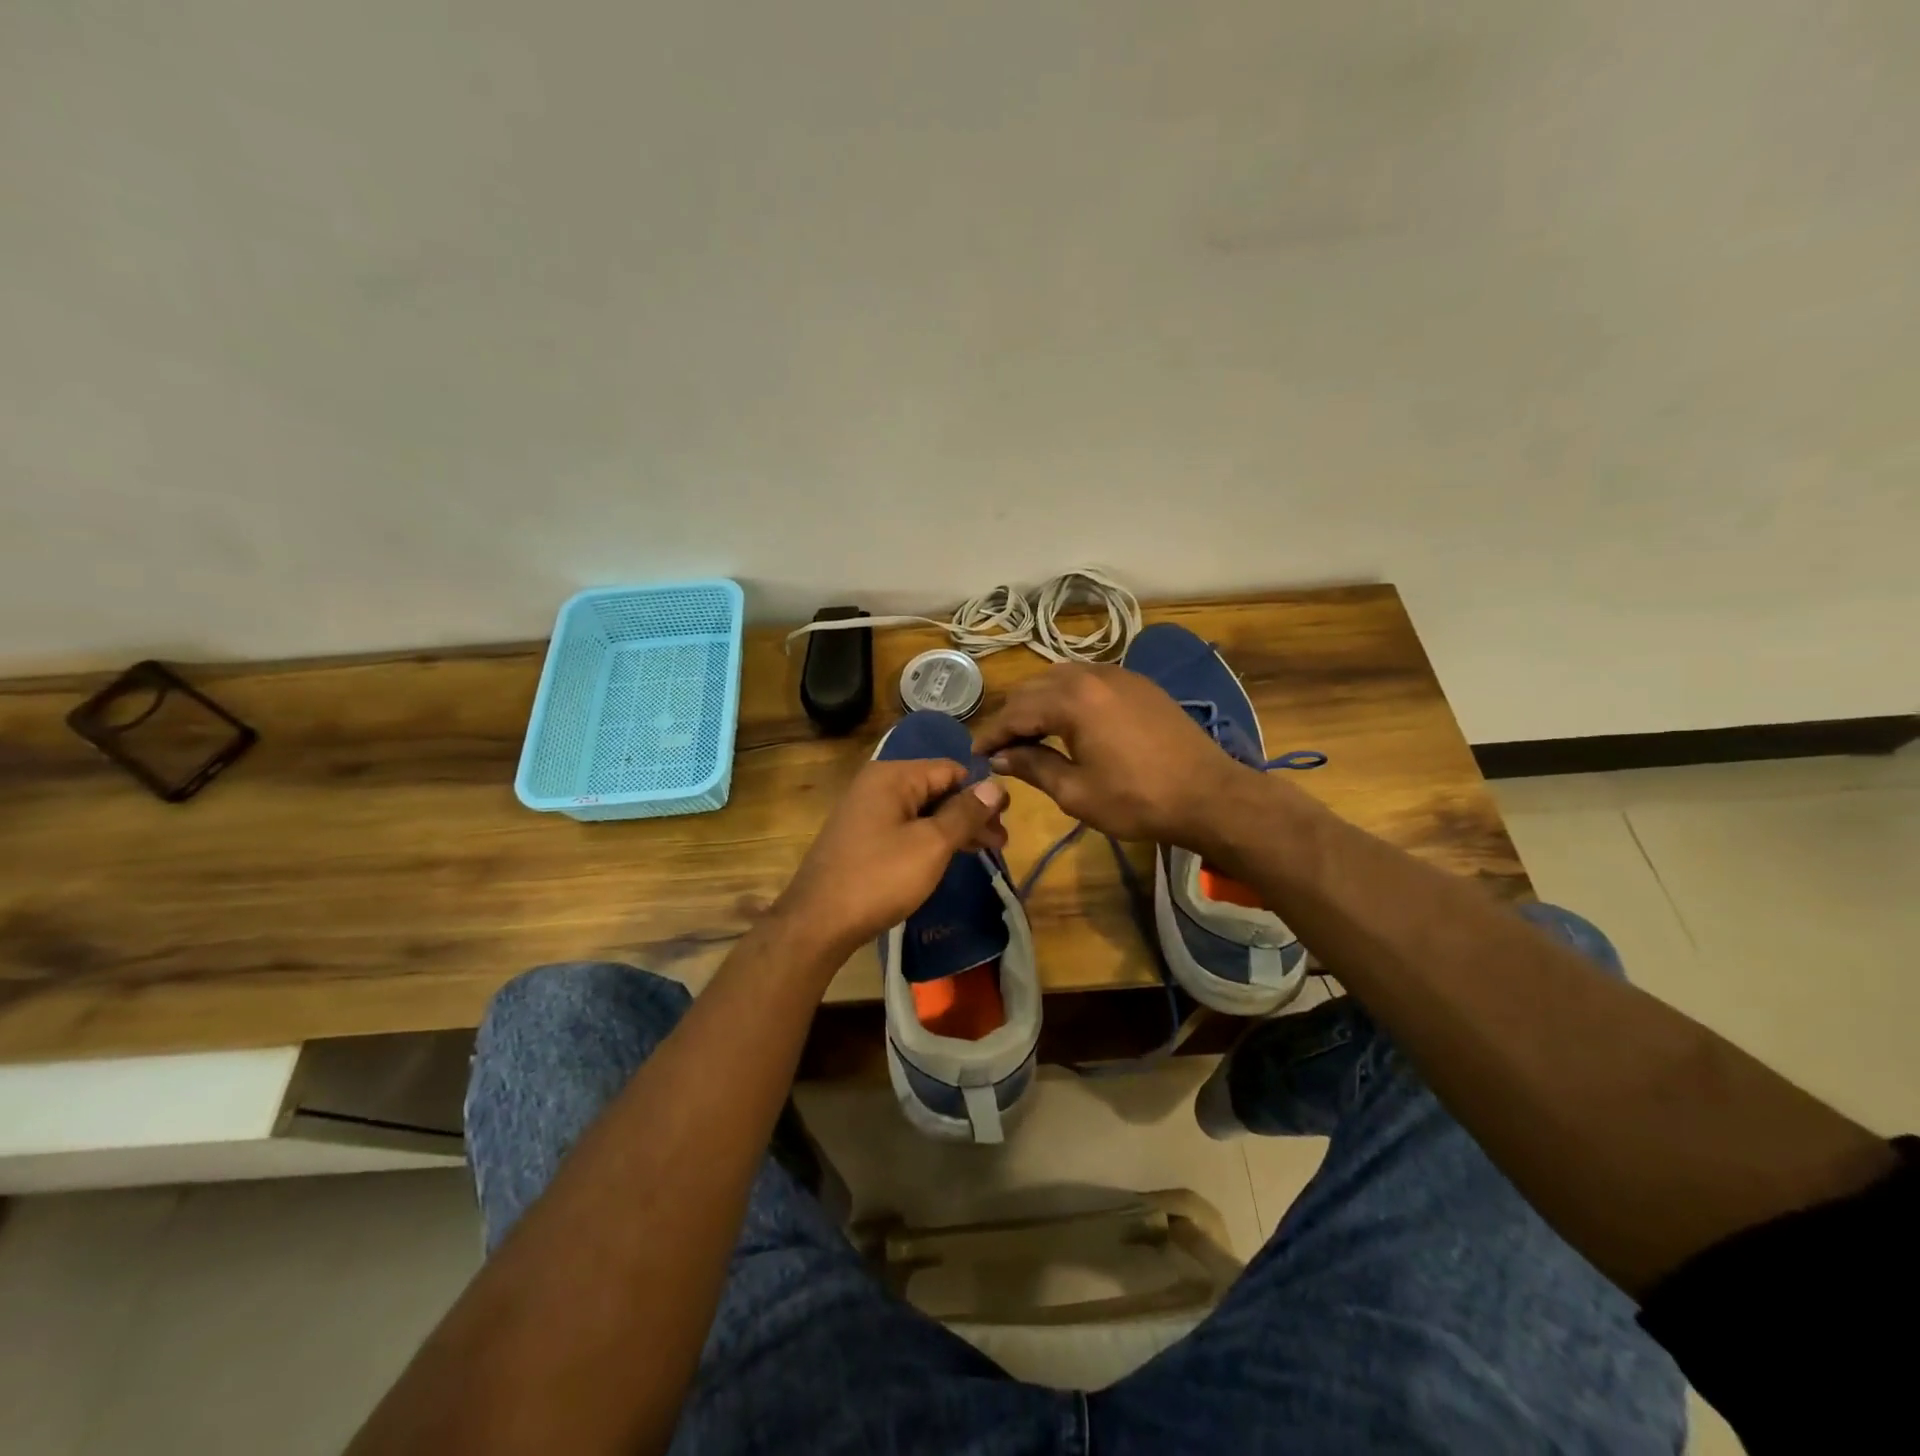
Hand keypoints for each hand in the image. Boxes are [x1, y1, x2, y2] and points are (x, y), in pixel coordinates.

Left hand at [771, 759, 1008, 962]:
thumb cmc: (879, 878)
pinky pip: (906, 827)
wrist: (818, 922)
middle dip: (971, 813)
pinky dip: (931, 839)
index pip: (950, 769)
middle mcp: (878, 785)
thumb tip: (995, 785)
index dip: (981, 791)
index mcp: (893, 776)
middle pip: (937, 789)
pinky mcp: (863, 837)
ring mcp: (867, 811)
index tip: (1006, 819)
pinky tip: (950, 856)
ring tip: (985, 851)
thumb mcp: (931, 844)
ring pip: (923, 811)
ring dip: (954, 828)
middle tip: (1001, 843)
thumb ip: (965, 813)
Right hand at [972, 664, 1259, 850]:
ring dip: (1039, 702)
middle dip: (1013, 716)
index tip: (976, 755)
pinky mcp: (1139, 684)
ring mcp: (1119, 675)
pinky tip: (1068, 720)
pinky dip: (1068, 696)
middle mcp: (1092, 675)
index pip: (1016, 712)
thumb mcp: (1075, 791)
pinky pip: (1089, 679)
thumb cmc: (1137, 800)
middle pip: (1035, 687)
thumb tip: (1001, 757)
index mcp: (1072, 699)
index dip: (992, 735)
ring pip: (1062, 677)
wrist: (1208, 795)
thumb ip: (1032, 766)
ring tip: (1030, 733)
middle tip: (1000, 747)